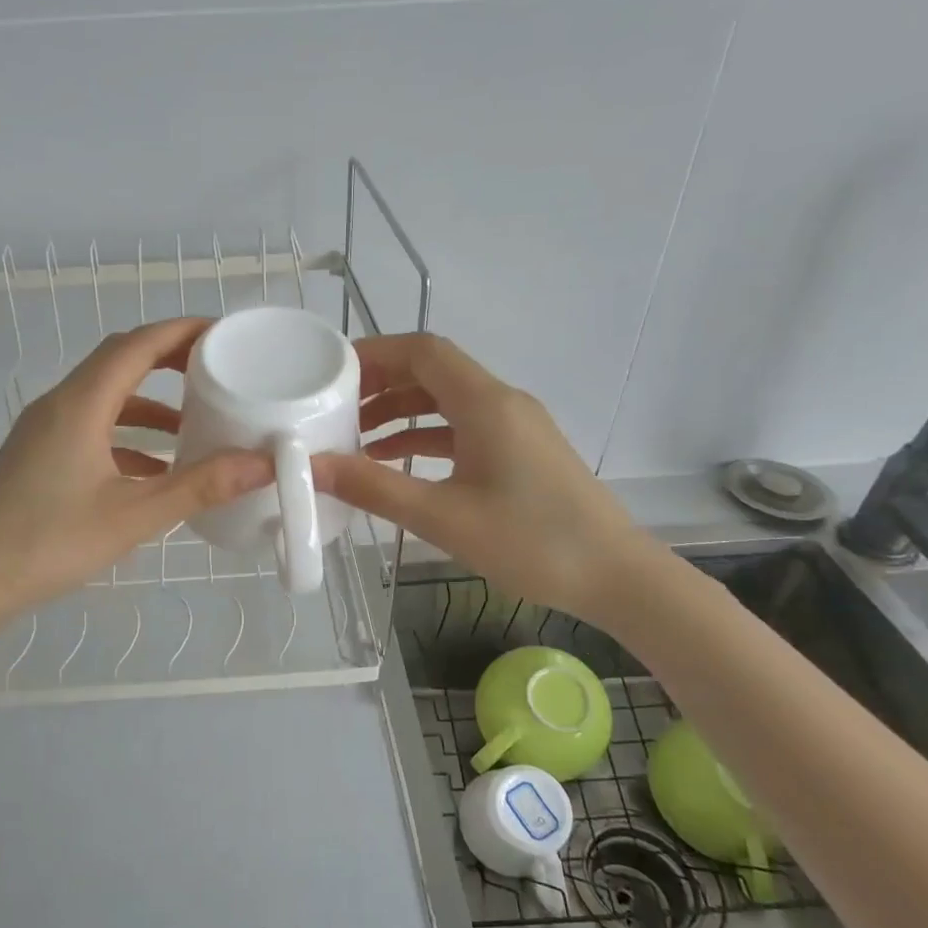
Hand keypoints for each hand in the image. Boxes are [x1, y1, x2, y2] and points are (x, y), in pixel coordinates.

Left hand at [0, 318, 271, 631]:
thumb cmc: (49, 543)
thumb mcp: (133, 516)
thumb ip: (199, 486)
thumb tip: (262, 464)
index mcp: (80, 404)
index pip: (136, 345)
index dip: (181, 331)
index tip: (223, 334)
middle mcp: (59, 405)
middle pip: (118, 361)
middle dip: (168, 359)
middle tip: (214, 369)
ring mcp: (43, 431)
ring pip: (105, 397)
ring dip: (148, 403)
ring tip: (194, 422)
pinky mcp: (38, 456)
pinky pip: (90, 427)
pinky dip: (127, 435)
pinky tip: (155, 469)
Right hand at [311, 333, 648, 622]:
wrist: (616, 576)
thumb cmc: (531, 542)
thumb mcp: (442, 517)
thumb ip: (373, 488)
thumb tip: (311, 466)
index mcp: (485, 403)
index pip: (423, 350)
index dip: (374, 353)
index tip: (332, 373)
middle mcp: (501, 402)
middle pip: (432, 371)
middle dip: (380, 383)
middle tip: (334, 407)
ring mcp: (514, 426)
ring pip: (446, 400)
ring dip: (400, 412)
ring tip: (354, 437)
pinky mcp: (520, 450)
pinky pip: (462, 427)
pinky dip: (425, 436)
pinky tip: (395, 463)